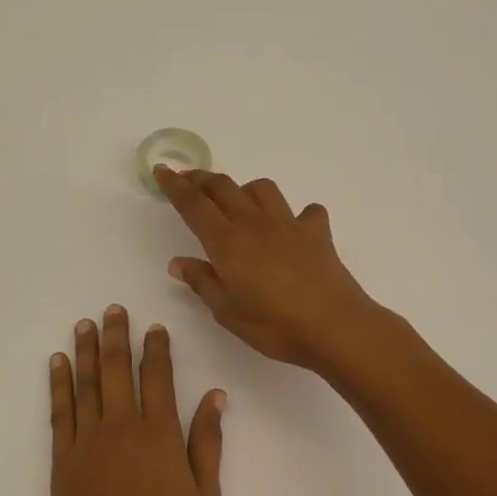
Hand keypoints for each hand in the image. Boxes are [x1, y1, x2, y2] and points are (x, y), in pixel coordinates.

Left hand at [46, 306, 224, 495]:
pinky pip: (59, 414)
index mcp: (160, 438)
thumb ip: (207, 444)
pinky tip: (57, 365)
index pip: (158, 378)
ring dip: (86, 351)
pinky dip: (58, 385)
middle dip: (117, 336)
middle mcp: (121, 431)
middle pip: (118, 371)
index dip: (157, 349)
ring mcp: (86, 446)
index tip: (155, 328)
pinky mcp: (60, 465)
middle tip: (113, 310)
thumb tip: (214, 396)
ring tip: (85, 324)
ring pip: (86, 385)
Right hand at [155, 166, 381, 370]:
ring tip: (240, 202)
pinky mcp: (317, 233)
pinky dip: (297, 215)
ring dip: (245, 189)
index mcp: (227, 242)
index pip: (194, 205)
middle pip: (224, 187)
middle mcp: (255, 224)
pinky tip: (294, 229)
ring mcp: (289, 224)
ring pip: (262, 189)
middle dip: (203, 179)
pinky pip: (306, 211)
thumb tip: (178, 262)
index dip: (175, 185)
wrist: (333, 325)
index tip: (162, 170)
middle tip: (189, 179)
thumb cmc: (274, 324)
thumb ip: (202, 282)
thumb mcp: (227, 311)